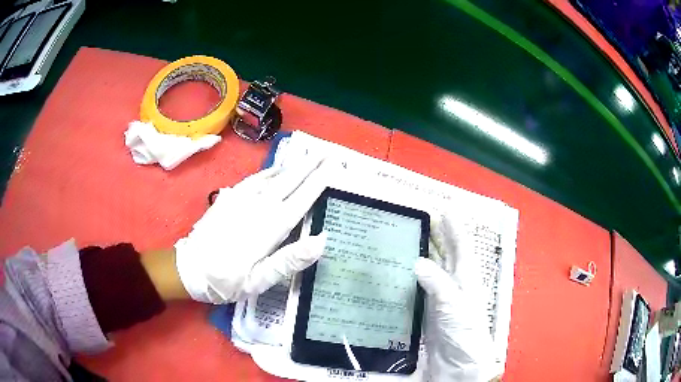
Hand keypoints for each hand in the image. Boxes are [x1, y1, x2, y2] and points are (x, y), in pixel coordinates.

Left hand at [174, 158, 328, 303]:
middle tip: (327, 152)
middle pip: (289, 182)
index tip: (333, 166)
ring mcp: (242, 199)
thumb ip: (289, 260)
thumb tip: (321, 240)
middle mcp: (259, 207)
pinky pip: (254, 178)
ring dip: (292, 165)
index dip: (318, 182)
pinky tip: (277, 168)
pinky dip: (269, 171)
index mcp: (270, 228)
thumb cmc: (226, 280)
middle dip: (309, 166)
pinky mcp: (229, 197)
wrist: (188, 268)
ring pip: (273, 177)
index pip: (301, 199)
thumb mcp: (259, 281)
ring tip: (308, 155)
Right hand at [415, 214, 501, 381]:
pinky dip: (411, 277)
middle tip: (420, 219)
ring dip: (422, 254)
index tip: (443, 208)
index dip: (454, 227)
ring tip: (406, 240)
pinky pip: (419, 288)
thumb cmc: (464, 332)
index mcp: (465, 278)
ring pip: (431, 270)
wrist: (457, 364)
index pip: (461, 247)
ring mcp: (440, 298)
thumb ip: (438, 283)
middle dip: (437, 236)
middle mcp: (454, 284)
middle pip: (446, 255)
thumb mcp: (454, 306)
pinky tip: (399, 273)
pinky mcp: (428, 311)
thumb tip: (418, 260)